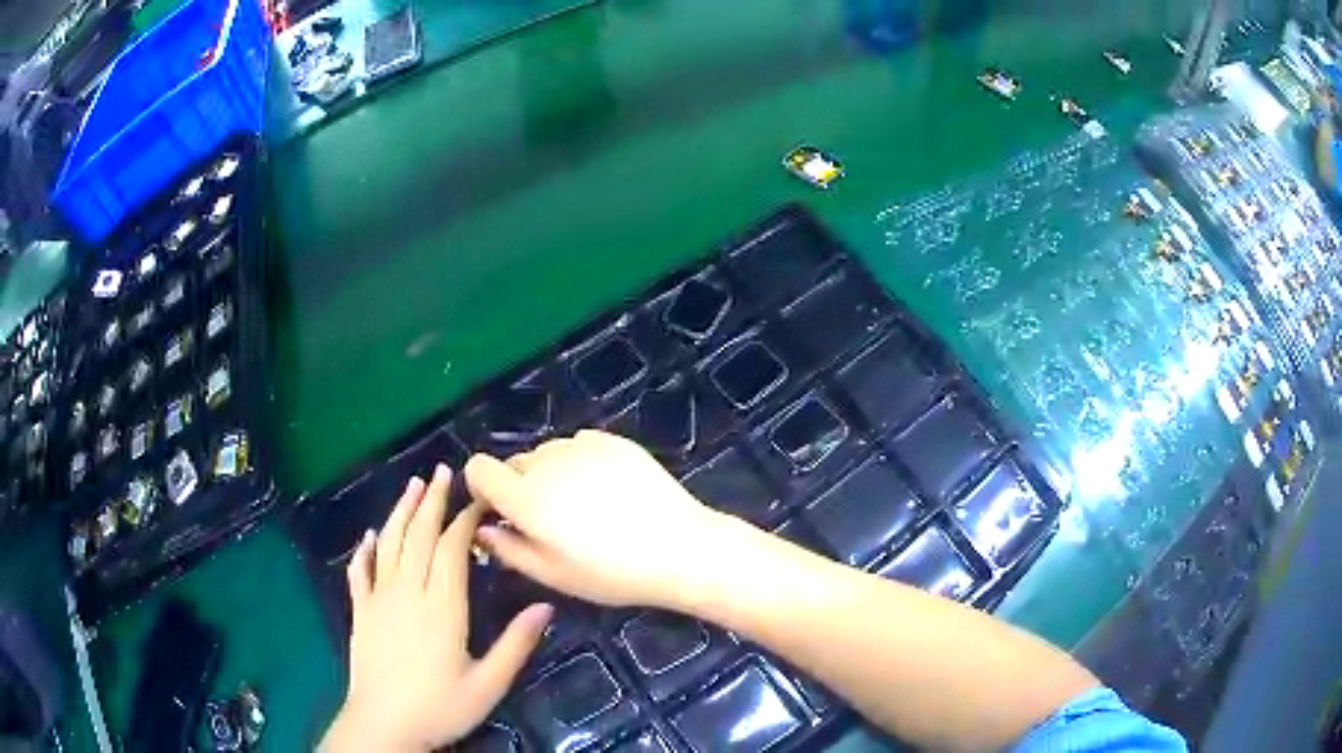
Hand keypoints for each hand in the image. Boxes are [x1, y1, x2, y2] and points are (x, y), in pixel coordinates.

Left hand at [320, 466, 552, 752]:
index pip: (453, 548)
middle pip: (420, 535)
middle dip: (433, 501)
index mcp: (442, 605)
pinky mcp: (360, 612)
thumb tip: (545, 605)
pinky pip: (360, 572)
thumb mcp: (489, 683)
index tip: (480, 499)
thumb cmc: (441, 707)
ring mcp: (379, 599)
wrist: (384, 725)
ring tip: (413, 485)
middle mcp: (408, 591)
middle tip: (443, 471)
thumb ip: (516, 644)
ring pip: (390, 544)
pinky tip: (370, 536)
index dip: (466, 519)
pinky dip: (365, 550)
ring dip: (402, 512)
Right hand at [464, 430, 741, 610]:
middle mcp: (547, 462)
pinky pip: (578, 446)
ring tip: (583, 507)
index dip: (482, 488)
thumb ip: (508, 548)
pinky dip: (579, 463)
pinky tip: (606, 490)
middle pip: (513, 463)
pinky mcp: (611, 440)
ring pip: (546, 453)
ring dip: (550, 474)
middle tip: (550, 520)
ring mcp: (582, 446)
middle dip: (518, 486)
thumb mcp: (552, 575)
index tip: (500, 512)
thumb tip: (483, 528)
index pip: (478, 467)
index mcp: (525, 497)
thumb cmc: (611, 573)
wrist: (679, 548)